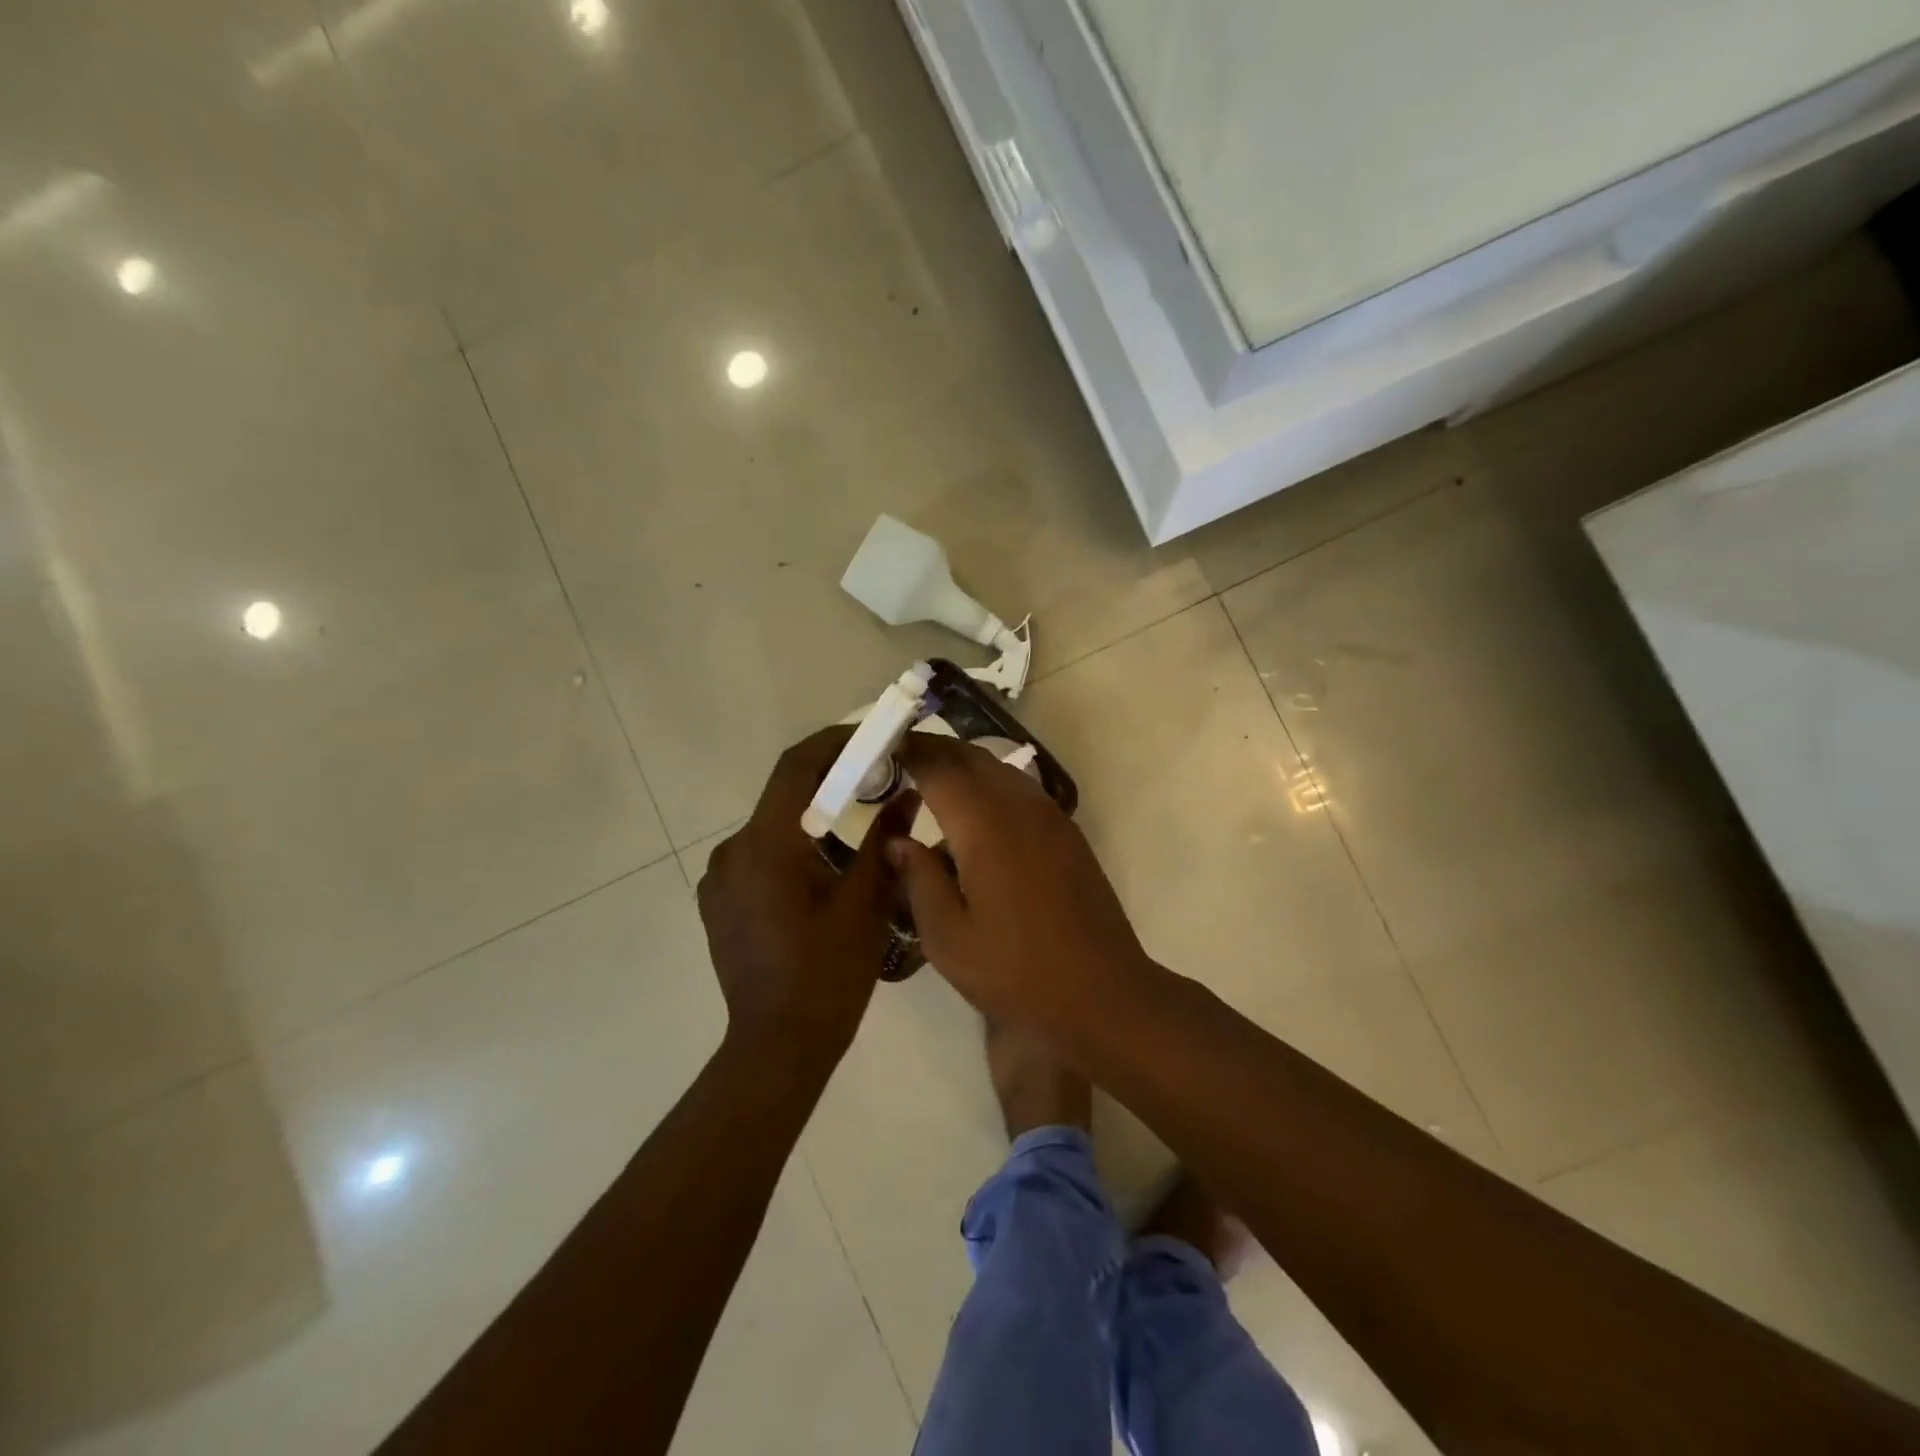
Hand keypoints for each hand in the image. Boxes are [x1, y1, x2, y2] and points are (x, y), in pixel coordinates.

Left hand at [697, 728, 915, 1059]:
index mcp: (766, 845)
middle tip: (877, 784)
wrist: (778, 1046)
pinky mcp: (719, 903)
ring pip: (773, 828)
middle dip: (831, 784)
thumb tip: (907, 795)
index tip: (871, 737)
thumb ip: (884, 841)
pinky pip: (759, 857)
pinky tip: (823, 875)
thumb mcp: (865, 903)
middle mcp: (732, 852)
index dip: (834, 743)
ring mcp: (719, 879)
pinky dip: (793, 848)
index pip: (796, 767)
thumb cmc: (827, 974)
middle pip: (784, 796)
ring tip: (857, 837)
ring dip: (813, 820)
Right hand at [887, 734, 1155, 1034]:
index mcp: (985, 825)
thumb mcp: (948, 938)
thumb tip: (898, 840)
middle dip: (935, 751)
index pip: (939, 766)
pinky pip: (1021, 791)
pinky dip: (991, 787)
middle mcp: (1019, 805)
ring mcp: (1050, 816)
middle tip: (900, 760)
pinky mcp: (1067, 833)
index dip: (908, 751)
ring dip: (964, 767)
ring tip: (932, 787)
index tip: (880, 747)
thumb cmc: (1016, 971)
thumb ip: (919, 880)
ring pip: (999, 770)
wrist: (1102, 993)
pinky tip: (976, 822)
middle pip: (972, 757)